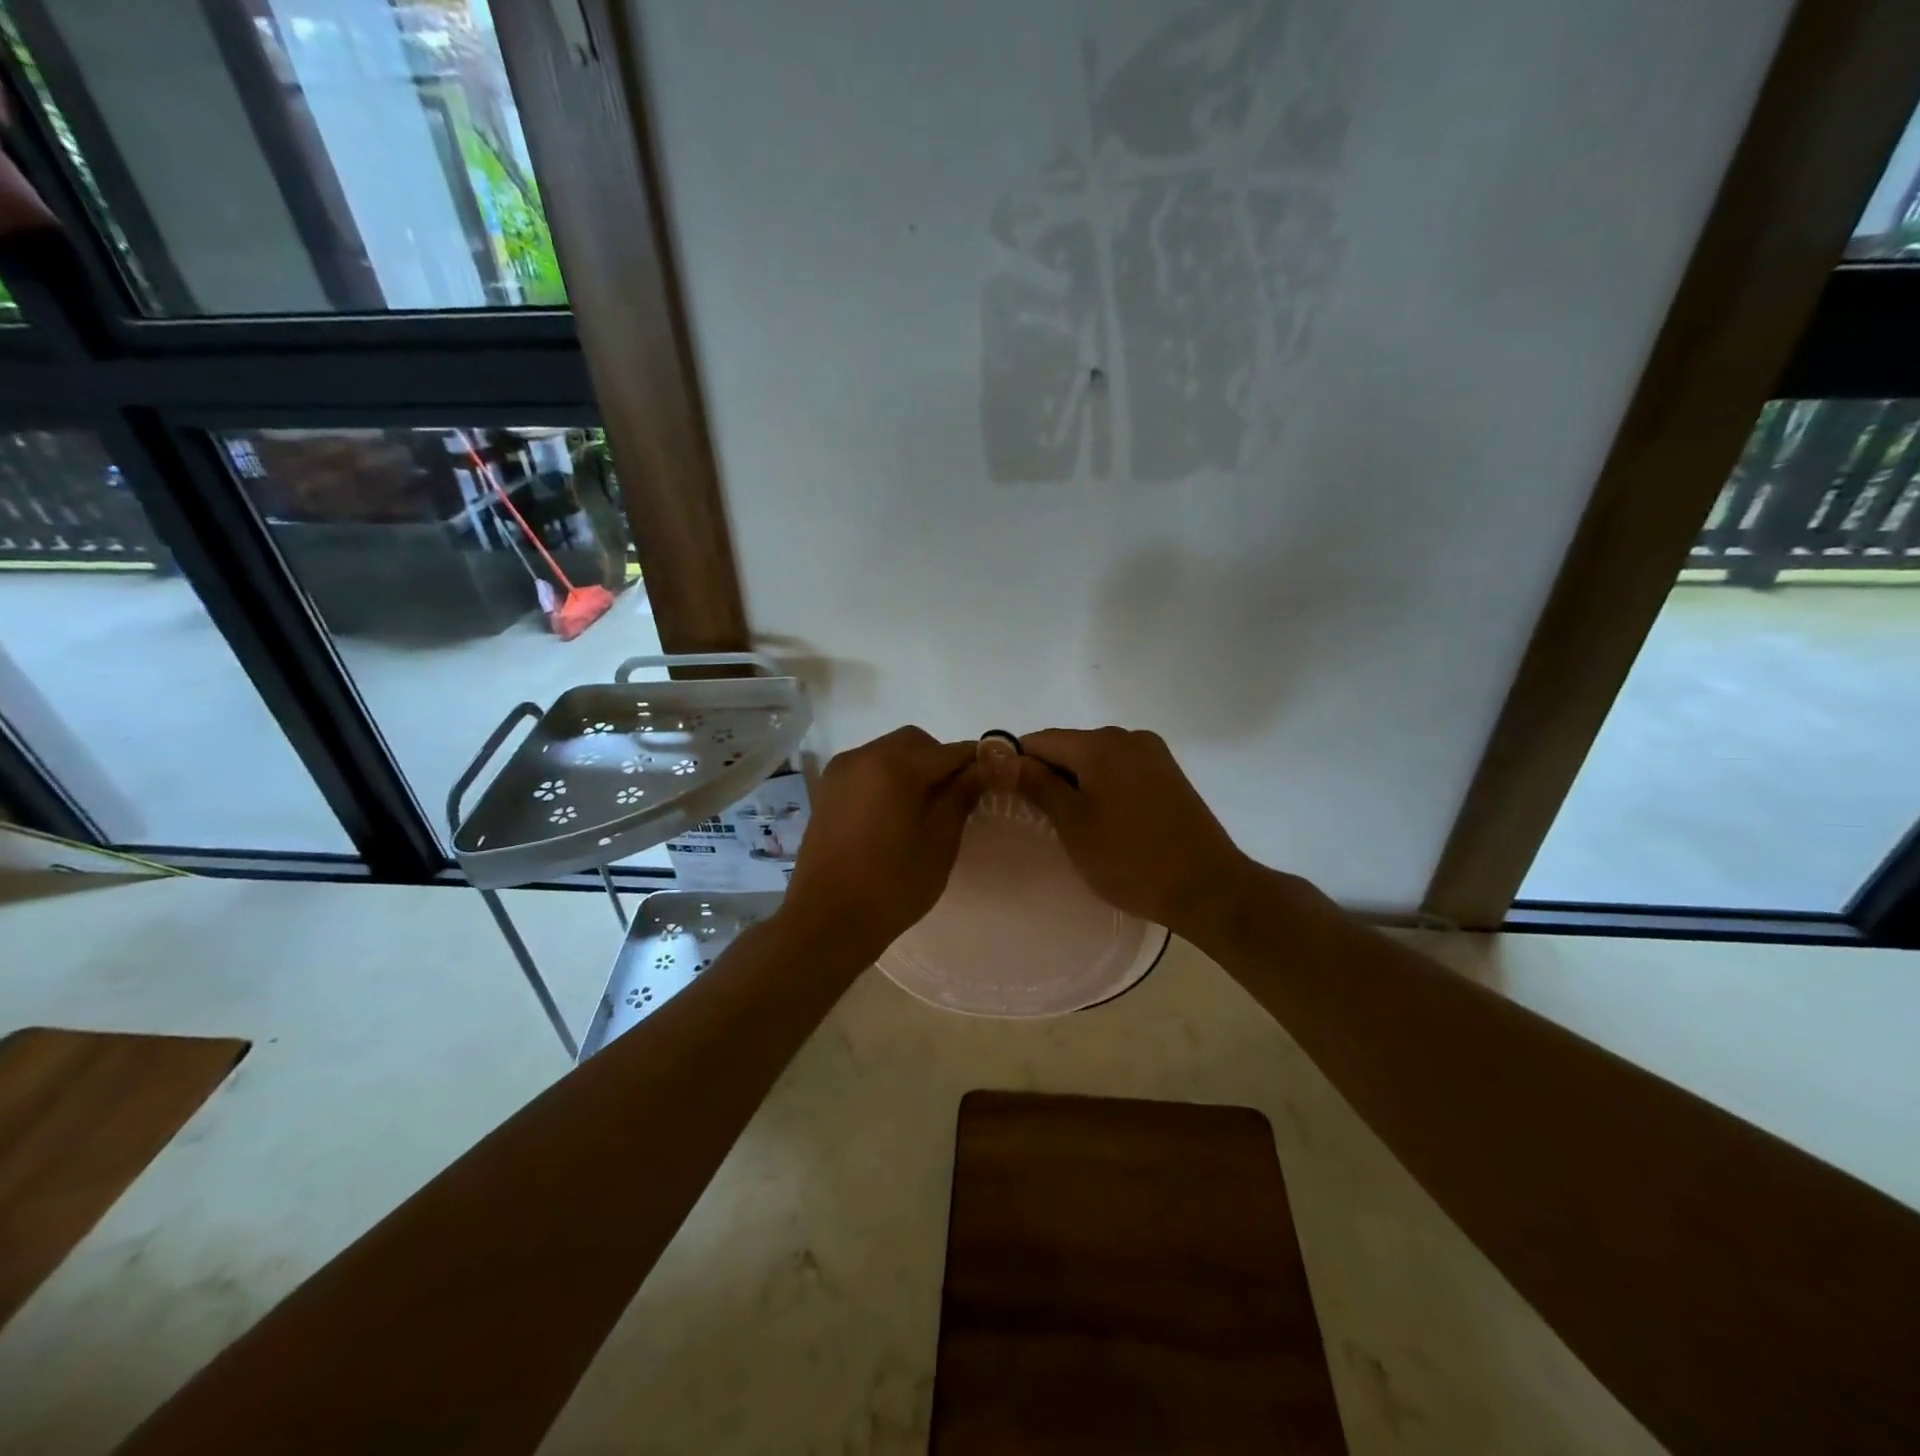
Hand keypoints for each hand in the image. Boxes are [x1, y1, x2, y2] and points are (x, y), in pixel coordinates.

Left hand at [780, 726, 985, 962]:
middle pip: (915, 742)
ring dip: (914, 766)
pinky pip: (868, 769)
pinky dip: (889, 777)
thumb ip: (961, 796)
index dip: (976, 762)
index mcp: (895, 766)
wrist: (827, 919)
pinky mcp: (828, 790)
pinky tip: (897, 812)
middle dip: (941, 759)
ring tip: (927, 807)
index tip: (995, 776)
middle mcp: (864, 756)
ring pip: (889, 752)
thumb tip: (985, 767)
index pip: (949, 751)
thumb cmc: (892, 884)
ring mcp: (841, 772)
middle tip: (959, 796)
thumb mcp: (939, 842)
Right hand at [1013, 727, 1256, 937]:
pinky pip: (1121, 769)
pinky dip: (1103, 786)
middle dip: (1048, 774)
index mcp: (1100, 744)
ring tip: (1070, 823)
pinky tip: (1103, 819)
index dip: (1017, 763)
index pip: (1041, 740)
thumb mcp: (1073, 824)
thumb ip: (1036, 785)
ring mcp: (1153, 754)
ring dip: (1077, 782)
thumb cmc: (1129, 858)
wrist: (1206, 887)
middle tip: (1036, 817)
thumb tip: (1001, 757)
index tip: (1006, 796)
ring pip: (1096, 759)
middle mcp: (1128, 737)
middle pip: (1070, 746)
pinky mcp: (1169, 773)